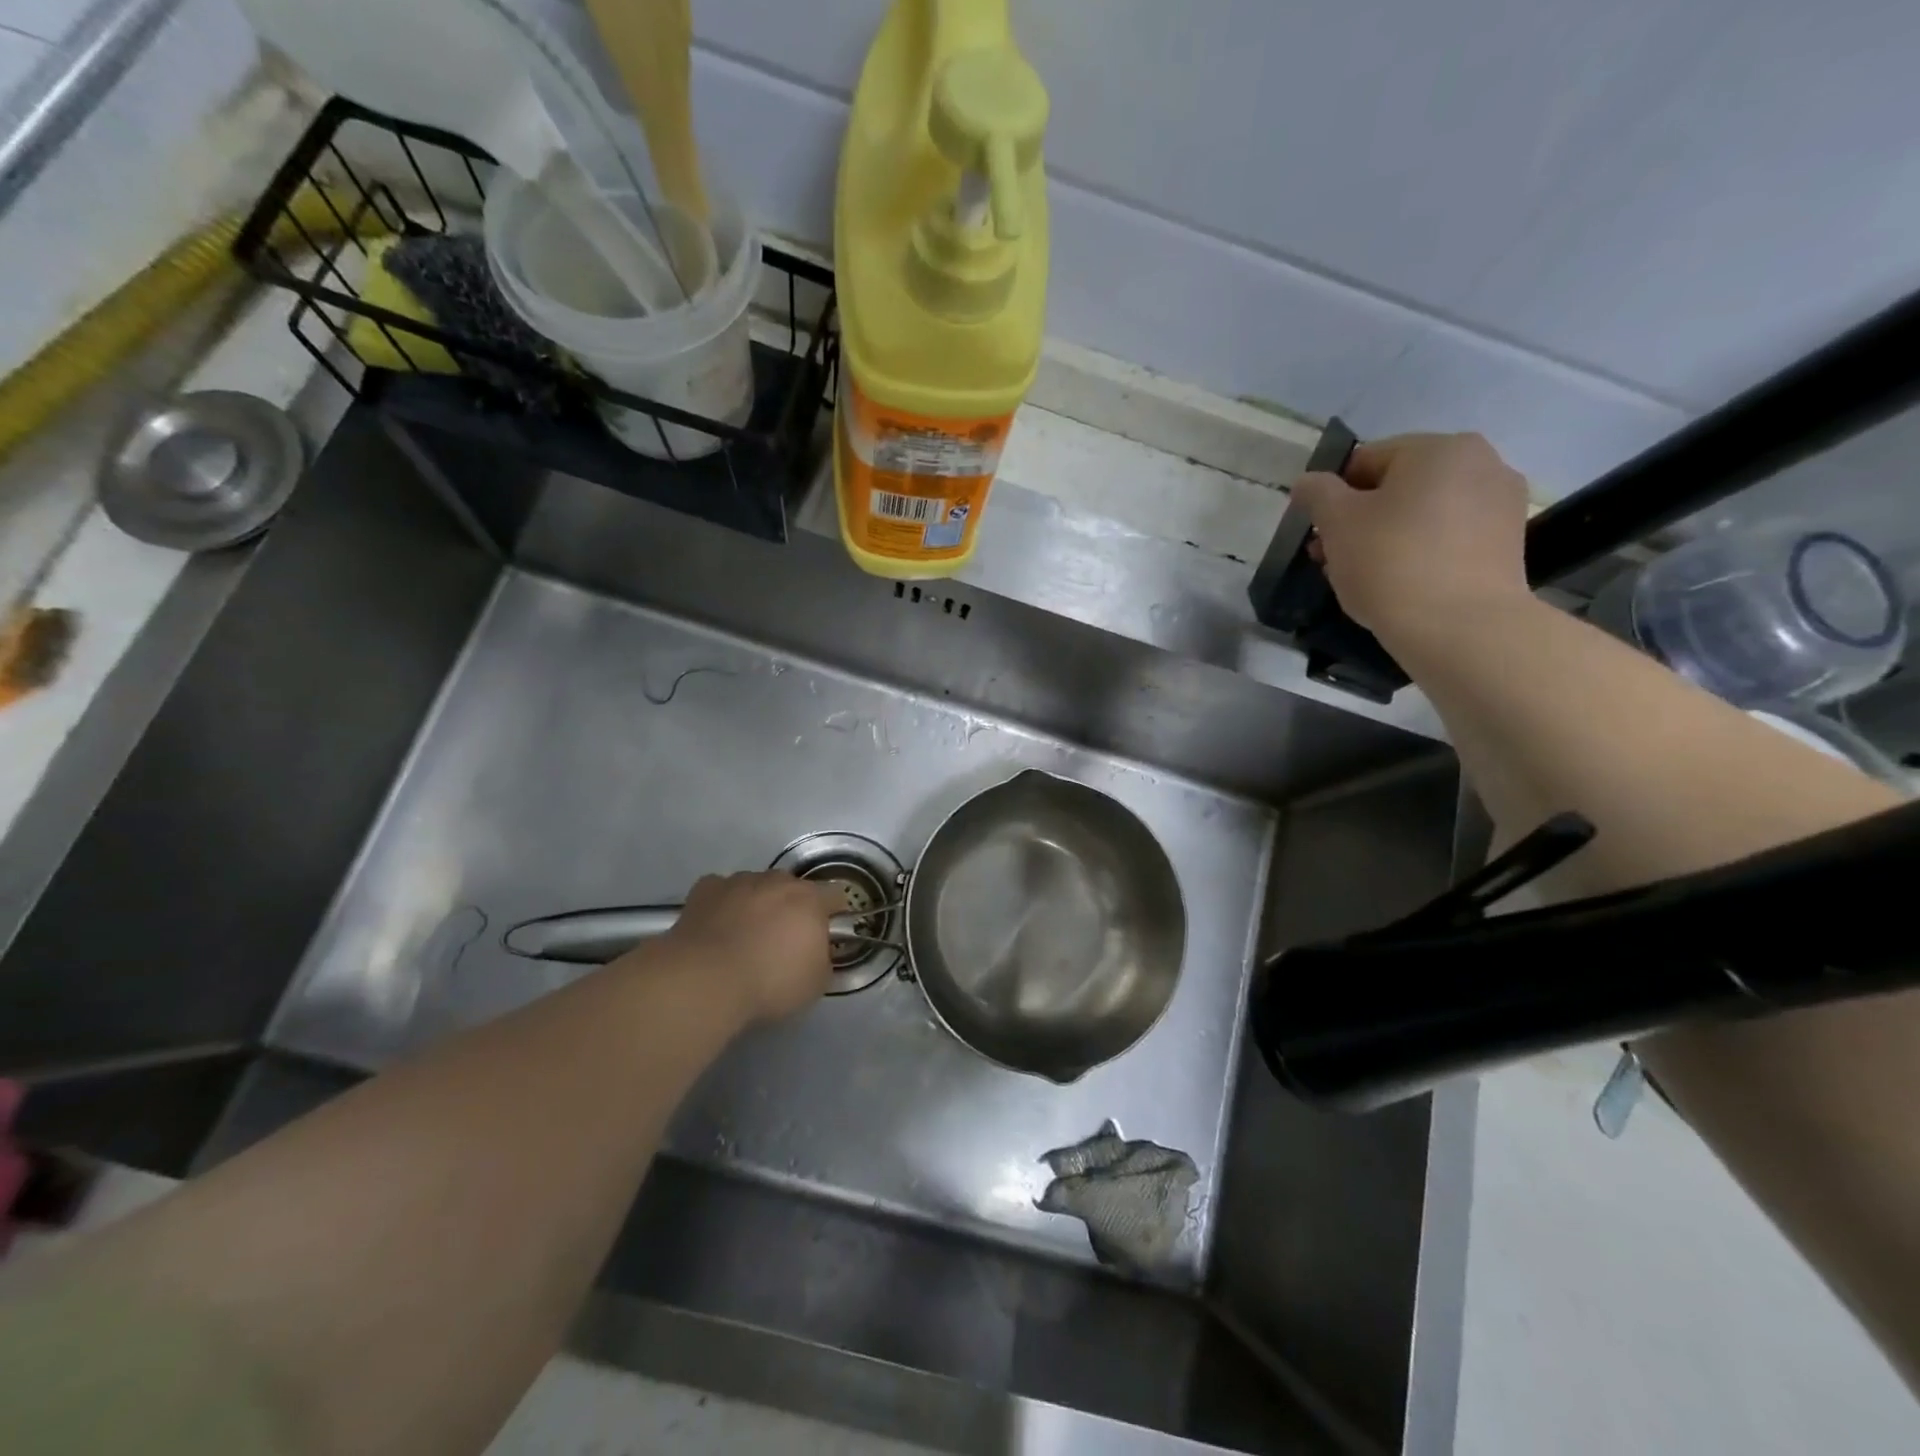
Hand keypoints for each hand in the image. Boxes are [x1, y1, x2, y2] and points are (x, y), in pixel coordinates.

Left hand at [653, 871, 846, 1024]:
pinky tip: (716, 929)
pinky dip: (723, 906)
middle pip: (792, 888)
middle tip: (782, 941)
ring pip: (756, 887)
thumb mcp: (815, 983)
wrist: (705, 981)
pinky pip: (721, 892)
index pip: (835, 896)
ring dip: (756, 905)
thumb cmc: (769, 983)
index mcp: (810, 900)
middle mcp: (777, 881)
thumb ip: (822, 959)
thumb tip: (816, 952)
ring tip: (744, 938)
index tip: (825, 937)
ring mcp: (739, 882)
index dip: (833, 915)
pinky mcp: (706, 889)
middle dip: (791, 909)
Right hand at [1291, 432, 1532, 641]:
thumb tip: (1307, 482)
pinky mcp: (1507, 544)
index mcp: (1439, 448)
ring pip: (1423, 513)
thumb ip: (1318, 494)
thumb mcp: (1337, 523)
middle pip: (1398, 487)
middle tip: (1333, 558)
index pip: (1366, 460)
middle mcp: (1481, 463)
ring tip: (1363, 576)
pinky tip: (1400, 584)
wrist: (1460, 627)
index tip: (1318, 534)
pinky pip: (1449, 537)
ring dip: (1387, 536)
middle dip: (1360, 519)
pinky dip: (1420, 552)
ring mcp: (1501, 504)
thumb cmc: (1390, 563)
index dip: (1332, 496)